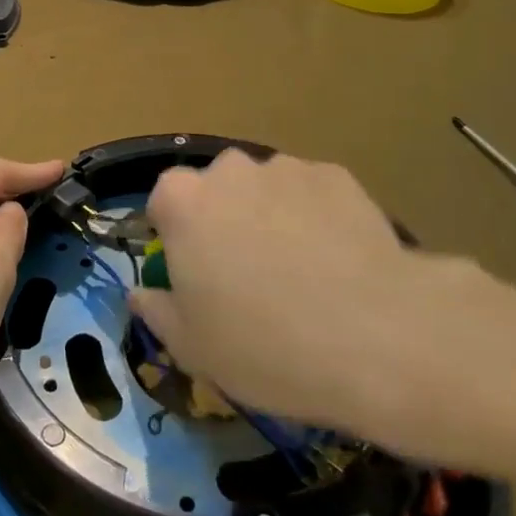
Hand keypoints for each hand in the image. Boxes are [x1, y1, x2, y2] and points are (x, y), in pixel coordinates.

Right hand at [128, 151, 499, 443]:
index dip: (176, 237)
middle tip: (248, 274)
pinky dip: (316, 218)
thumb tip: (141, 294)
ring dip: (271, 216)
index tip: (196, 274)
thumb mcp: (192, 348)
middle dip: (225, 220)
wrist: (375, 336)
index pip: (164, 202)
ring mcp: (287, 168)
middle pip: (217, 189)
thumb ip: (156, 311)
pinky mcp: (338, 176)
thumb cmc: (264, 345)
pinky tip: (339, 263)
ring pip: (267, 189)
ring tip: (302, 271)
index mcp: (183, 202)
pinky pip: (312, 194)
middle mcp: (230, 170)